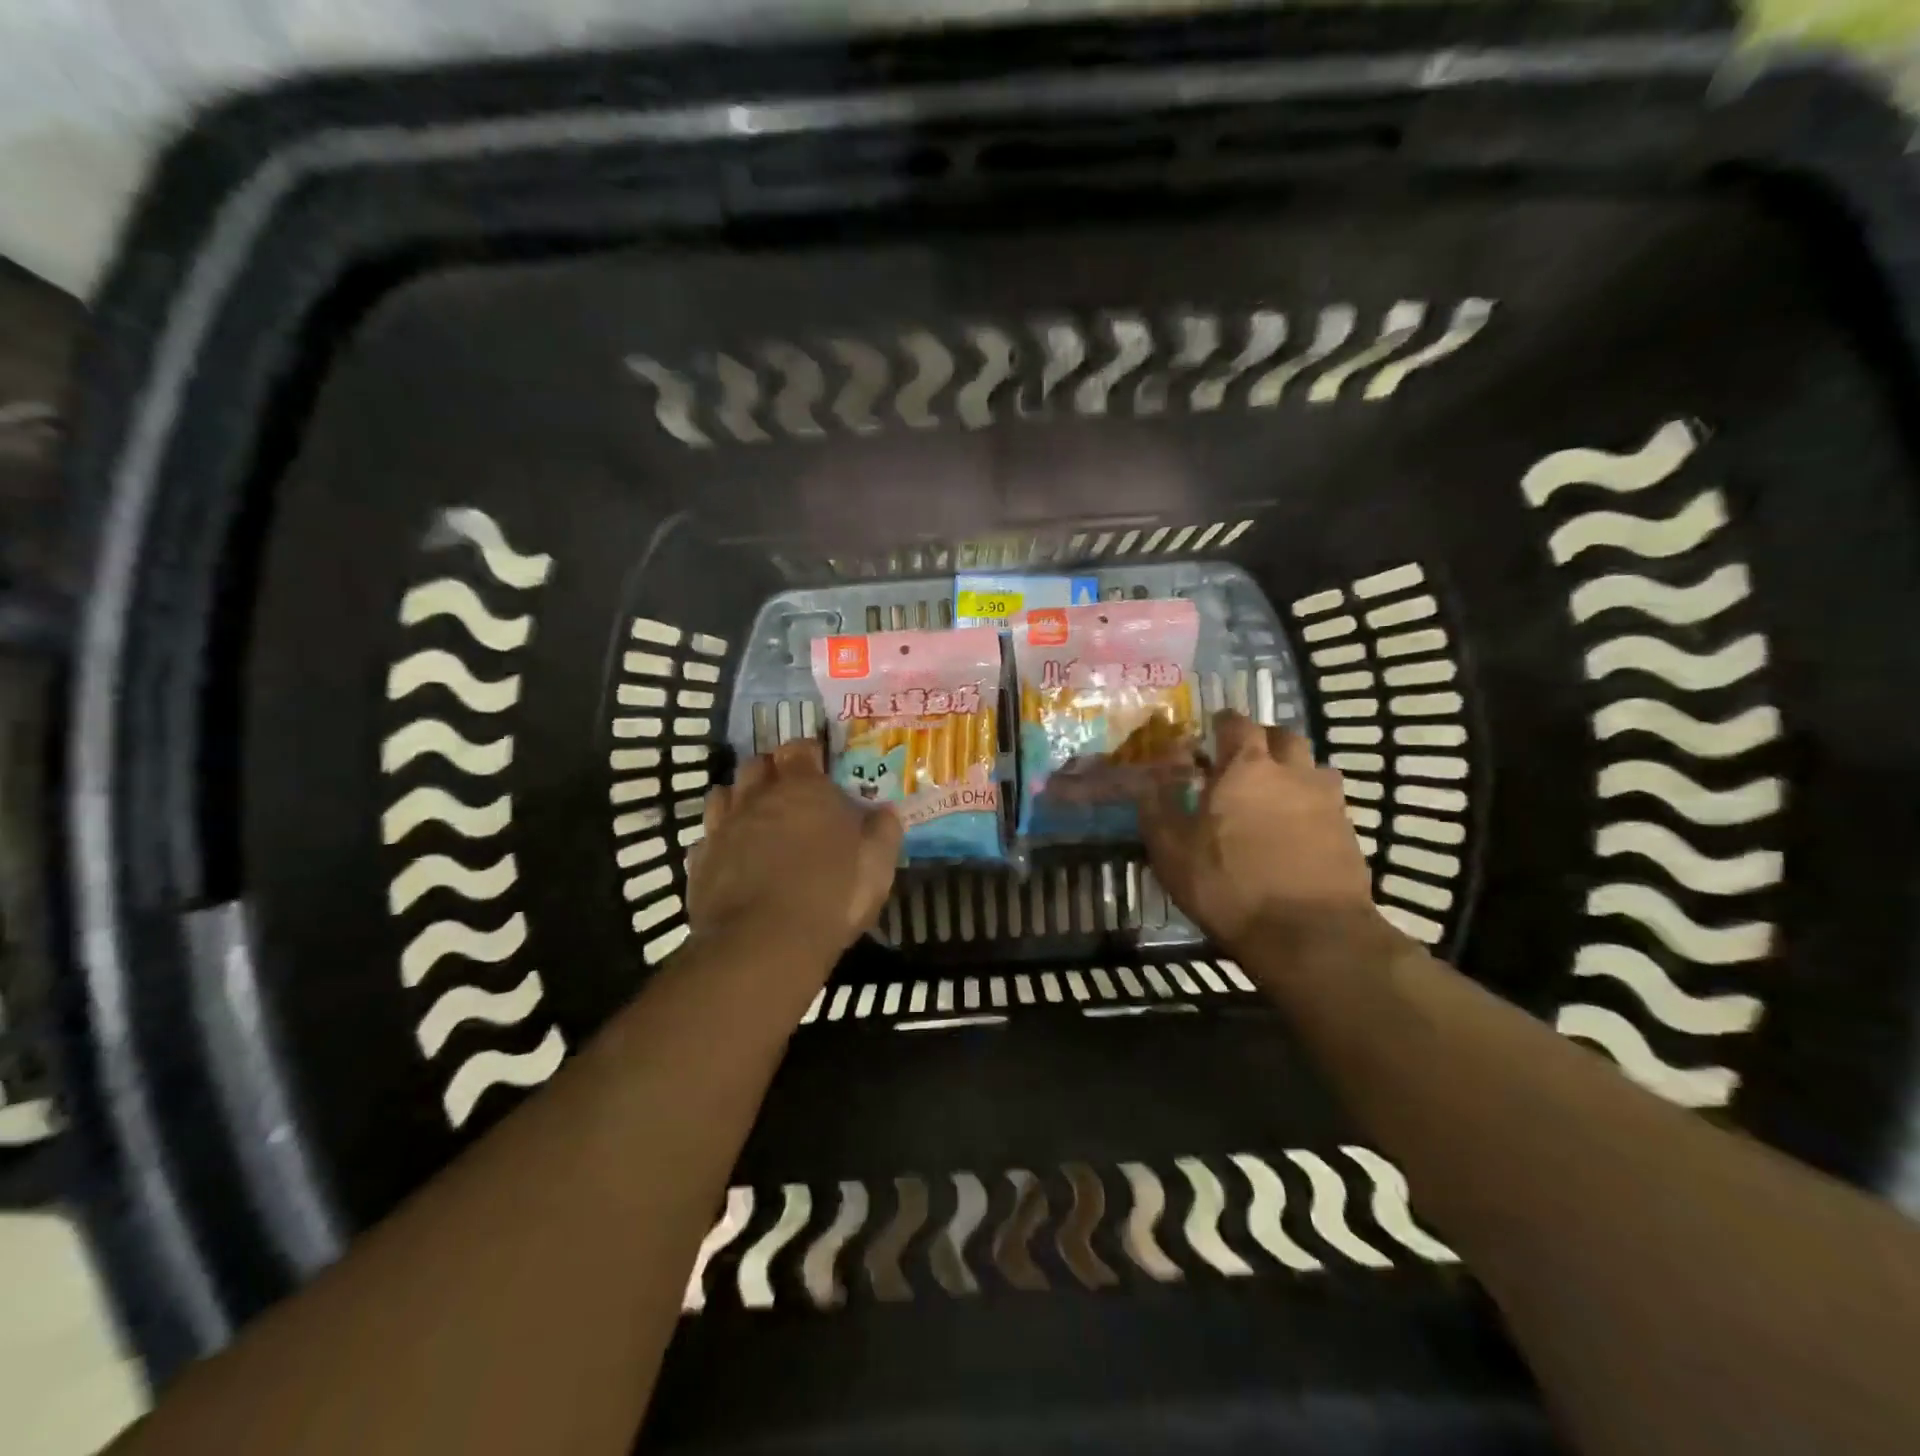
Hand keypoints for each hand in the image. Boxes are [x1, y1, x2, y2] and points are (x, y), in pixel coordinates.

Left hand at [688, 740, 902, 968]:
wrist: (763, 945)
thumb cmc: (830, 896)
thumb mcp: (876, 866)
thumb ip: (883, 832)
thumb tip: (885, 811)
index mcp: (803, 789)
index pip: (800, 749)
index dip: (809, 753)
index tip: (821, 765)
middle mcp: (757, 798)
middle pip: (757, 765)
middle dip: (772, 771)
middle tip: (790, 792)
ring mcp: (723, 828)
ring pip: (724, 795)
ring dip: (740, 799)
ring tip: (758, 819)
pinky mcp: (700, 862)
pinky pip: (707, 837)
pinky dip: (720, 840)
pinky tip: (733, 857)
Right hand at [1140, 711, 1391, 972]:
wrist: (1310, 934)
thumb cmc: (1229, 885)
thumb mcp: (1172, 851)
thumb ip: (1157, 808)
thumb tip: (1149, 781)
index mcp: (1246, 766)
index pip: (1236, 722)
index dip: (1222, 723)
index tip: (1210, 732)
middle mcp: (1292, 771)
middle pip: (1282, 736)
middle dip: (1261, 740)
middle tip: (1241, 760)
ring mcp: (1327, 801)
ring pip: (1311, 767)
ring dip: (1292, 771)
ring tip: (1273, 795)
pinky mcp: (1349, 832)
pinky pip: (1327, 803)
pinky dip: (1310, 805)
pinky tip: (1295, 830)